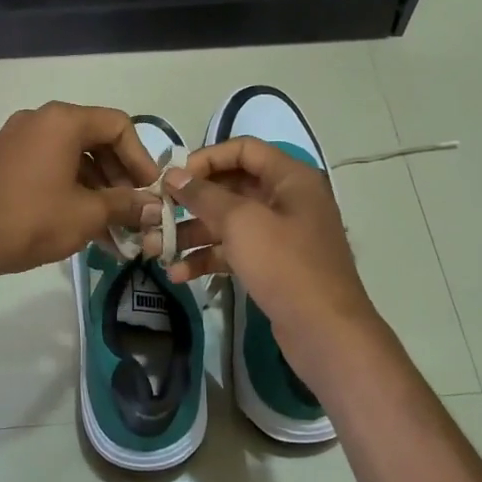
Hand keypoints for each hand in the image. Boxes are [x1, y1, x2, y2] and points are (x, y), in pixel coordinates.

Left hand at [0, 103, 161, 279]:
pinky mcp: (8, 161)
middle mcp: (42, 120)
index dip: (141, 158)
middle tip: (135, 212)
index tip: (151, 191)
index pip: (118, 125)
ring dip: (99, 190)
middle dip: (121, 178)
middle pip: (96, 139)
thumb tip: (156, 207)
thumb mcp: (86, 214)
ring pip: (74, 158)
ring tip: (115, 230)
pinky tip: (87, 227)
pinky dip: (73, 191)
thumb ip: (126, 205)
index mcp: (63, 121)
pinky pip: (52, 168)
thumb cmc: (29, 220)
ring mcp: (20, 139)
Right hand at [147, 137, 383, 366]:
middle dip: (191, 202)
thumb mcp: (241, 222)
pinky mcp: (272, 266)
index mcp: (290, 178)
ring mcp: (280, 235)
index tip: (175, 178)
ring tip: (155, 249)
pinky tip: (178, 274)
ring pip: (228, 223)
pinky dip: (208, 259)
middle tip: (156, 213)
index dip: (207, 158)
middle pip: (232, 187)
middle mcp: (287, 200)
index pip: (244, 149)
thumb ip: (204, 195)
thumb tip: (174, 174)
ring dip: (191, 234)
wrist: (325, 332)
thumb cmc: (285, 265)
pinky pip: (234, 252)